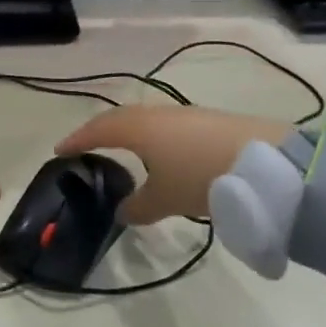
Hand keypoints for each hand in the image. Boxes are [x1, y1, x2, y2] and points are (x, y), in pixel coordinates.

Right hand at [56, 106, 291, 224]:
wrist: (265, 162)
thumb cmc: (201, 178)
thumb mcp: (165, 199)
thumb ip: (138, 207)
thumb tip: (122, 212)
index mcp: (139, 128)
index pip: (99, 129)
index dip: (77, 140)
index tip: (60, 150)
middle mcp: (159, 114)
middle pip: (122, 119)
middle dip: (102, 132)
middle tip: (88, 146)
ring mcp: (186, 115)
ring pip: (148, 121)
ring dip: (132, 134)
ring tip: (126, 151)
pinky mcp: (210, 121)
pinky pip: (170, 126)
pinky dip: (157, 138)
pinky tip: (165, 154)